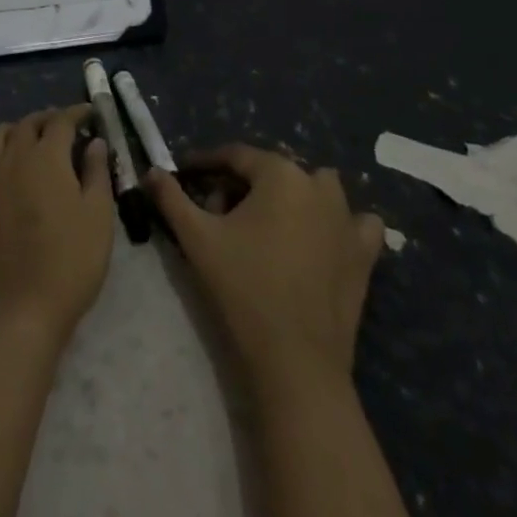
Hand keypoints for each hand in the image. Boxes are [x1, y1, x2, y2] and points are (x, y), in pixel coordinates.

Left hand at [0, 104, 114, 348]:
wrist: (21, 311)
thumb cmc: (70, 262)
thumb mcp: (98, 216)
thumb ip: (96, 173)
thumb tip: (94, 142)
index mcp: (47, 157)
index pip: (61, 121)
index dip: (76, 113)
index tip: (89, 113)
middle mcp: (13, 158)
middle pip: (27, 124)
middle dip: (47, 119)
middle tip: (64, 126)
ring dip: (15, 130)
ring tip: (29, 138)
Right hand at [148, 145, 386, 396]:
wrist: (296, 362)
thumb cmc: (243, 288)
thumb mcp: (197, 238)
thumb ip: (171, 198)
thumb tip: (151, 171)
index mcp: (279, 173)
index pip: (235, 155)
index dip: (205, 164)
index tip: (184, 176)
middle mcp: (318, 184)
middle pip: (271, 171)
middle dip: (242, 185)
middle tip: (217, 214)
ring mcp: (347, 219)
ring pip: (314, 189)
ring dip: (290, 197)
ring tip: (265, 227)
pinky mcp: (365, 253)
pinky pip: (356, 223)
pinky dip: (339, 223)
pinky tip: (321, 240)